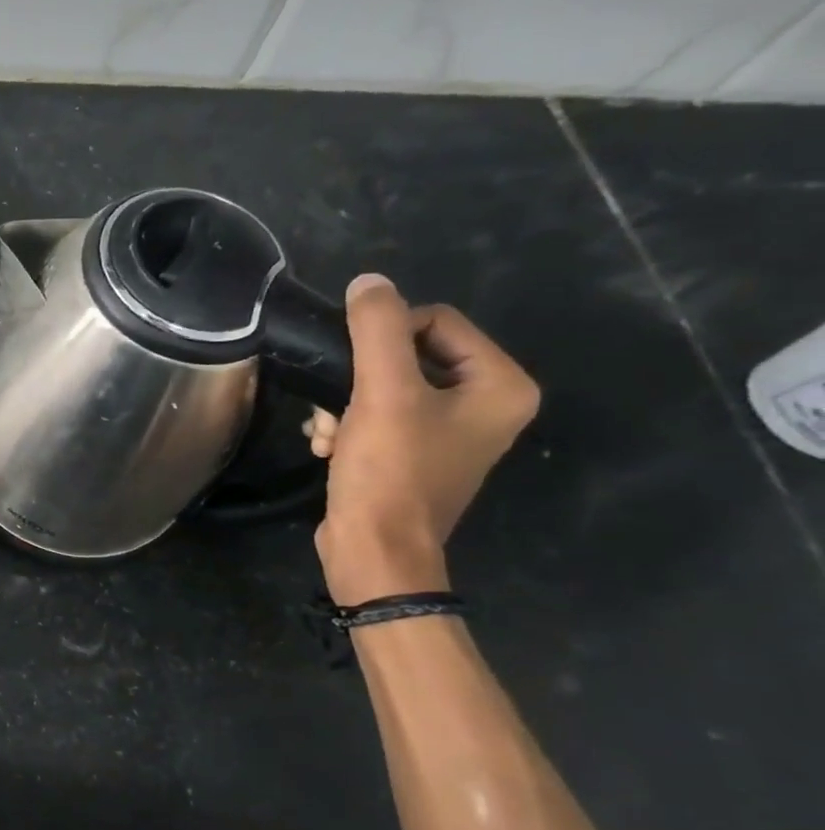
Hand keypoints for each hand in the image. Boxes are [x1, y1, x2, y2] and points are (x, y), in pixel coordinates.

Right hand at [308, 274, 539, 603]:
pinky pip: (377, 415)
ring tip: (329, 434)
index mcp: (500, 385)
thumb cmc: (389, 470)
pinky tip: (329, 447)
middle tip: (335, 409)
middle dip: (357, 379)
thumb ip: (377, 329)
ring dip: (344, 405)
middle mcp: (485, 404)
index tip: (353, 372)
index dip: (384, 336)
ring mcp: (450, 432)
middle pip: (406, 353)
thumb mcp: (381, 392)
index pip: (435, 320)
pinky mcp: (414, 454)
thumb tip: (369, 280)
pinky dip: (348, 426)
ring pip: (382, 385)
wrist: (374, 549)